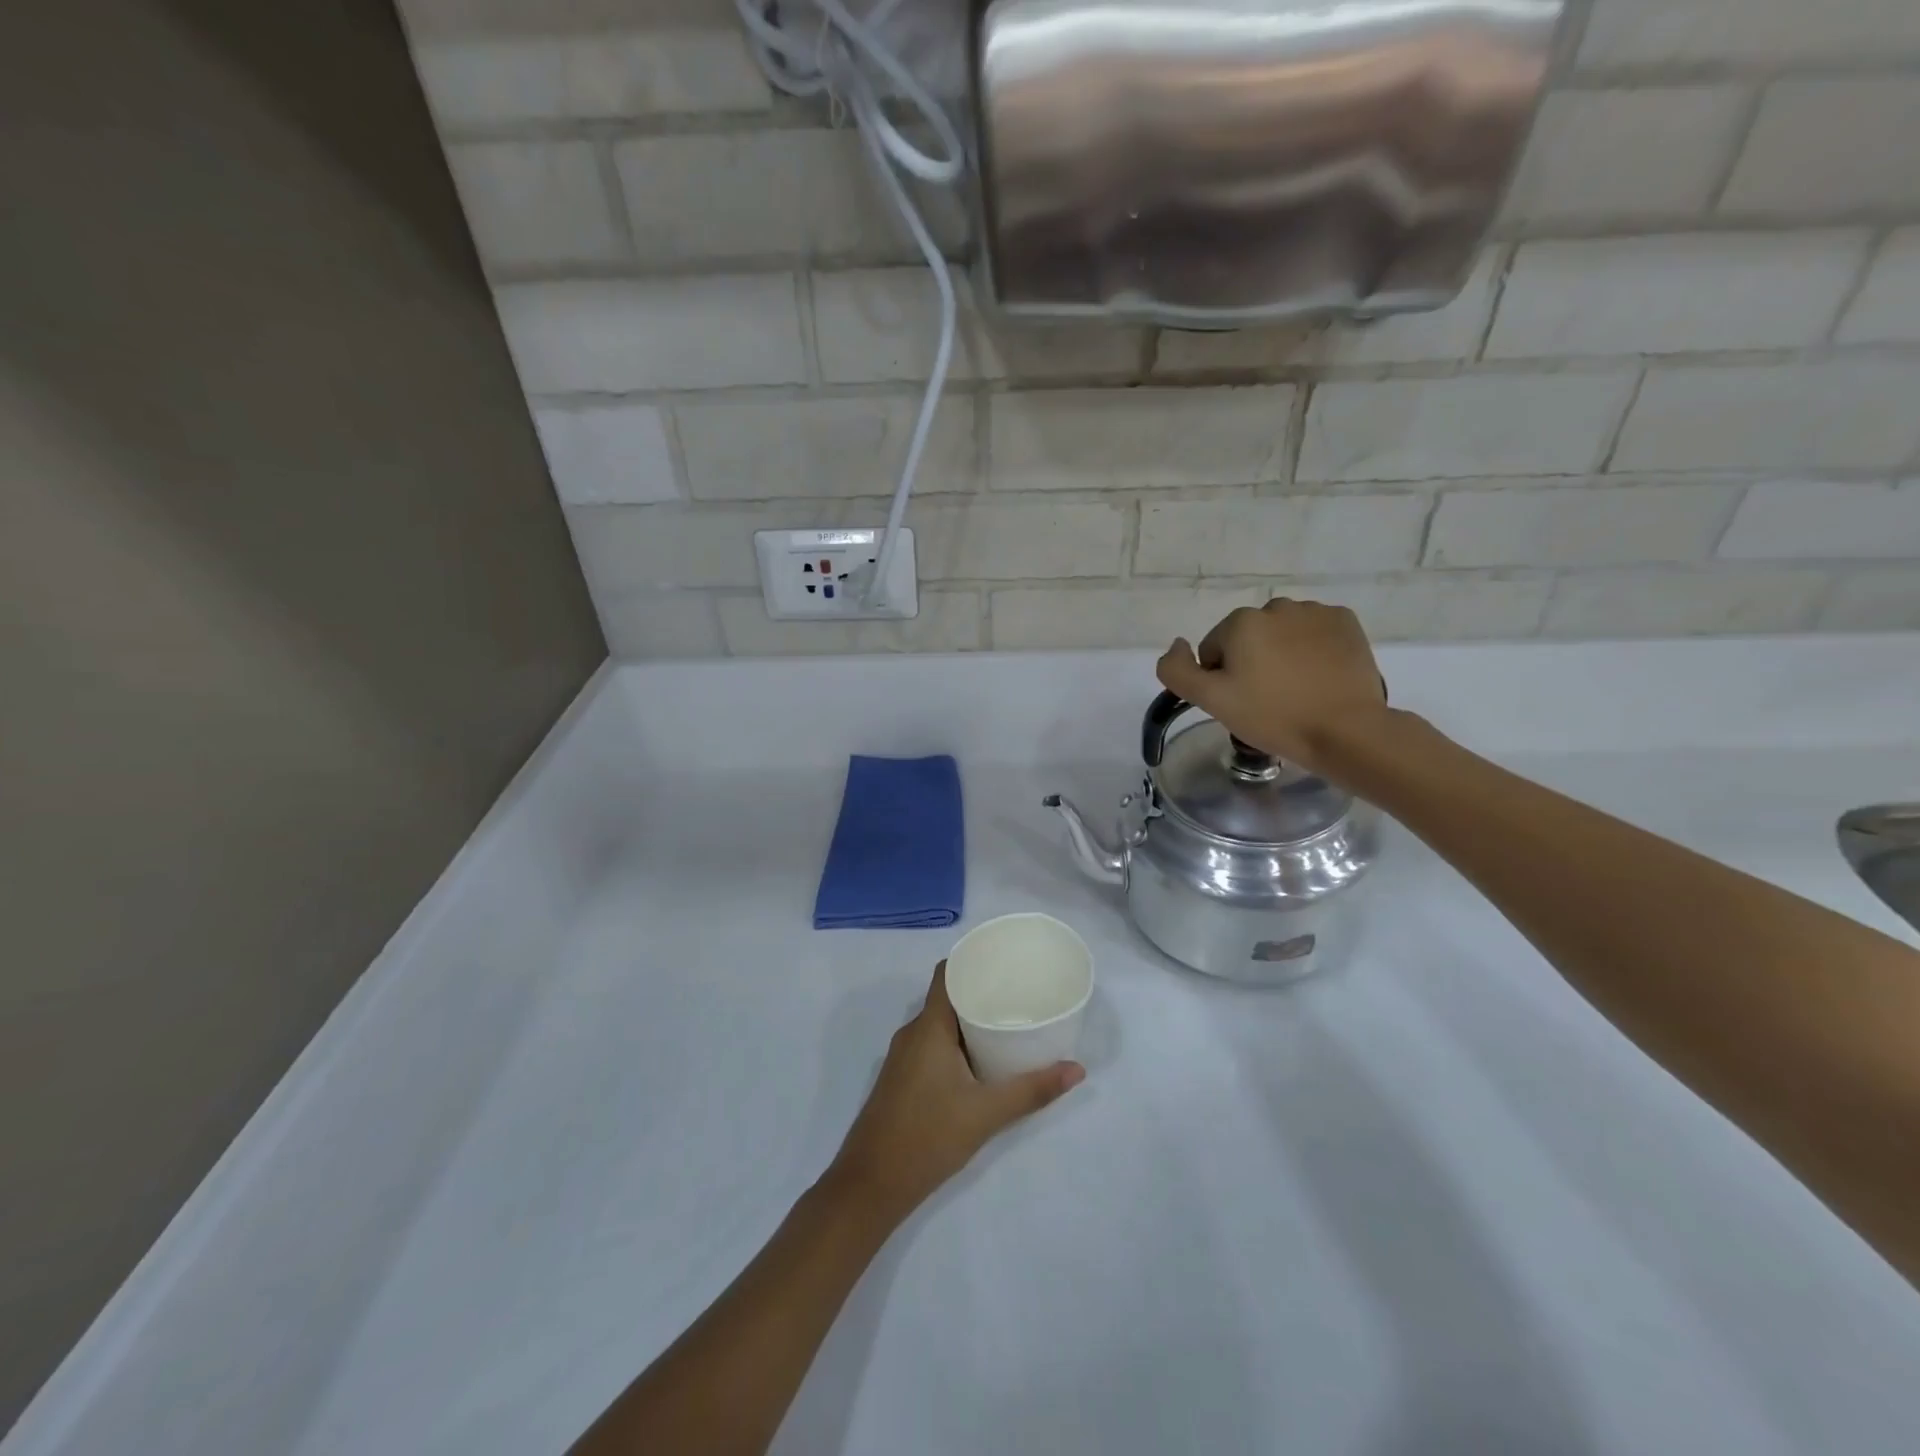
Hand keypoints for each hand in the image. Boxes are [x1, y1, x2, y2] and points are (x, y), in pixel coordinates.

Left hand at [824, 963, 1083, 1227]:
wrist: (870, 1186)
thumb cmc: (927, 1137)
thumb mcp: (986, 1114)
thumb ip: (1031, 1090)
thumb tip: (1076, 1070)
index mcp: (928, 1027)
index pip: (947, 973)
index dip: (973, 960)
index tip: (1005, 960)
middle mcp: (913, 1033)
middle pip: (947, 996)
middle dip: (981, 991)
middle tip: (1020, 992)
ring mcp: (904, 1057)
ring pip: (940, 1024)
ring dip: (970, 1020)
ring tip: (1008, 1022)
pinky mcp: (903, 1079)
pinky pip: (933, 1044)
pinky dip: (957, 1042)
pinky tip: (982, 1059)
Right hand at [1156, 598, 1389, 775]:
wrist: (1345, 731)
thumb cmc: (1273, 716)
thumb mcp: (1211, 700)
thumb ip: (1177, 670)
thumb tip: (1176, 644)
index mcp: (1241, 622)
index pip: (1214, 650)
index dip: (1222, 679)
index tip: (1241, 703)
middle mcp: (1277, 606)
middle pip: (1248, 638)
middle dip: (1251, 663)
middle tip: (1267, 700)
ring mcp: (1316, 612)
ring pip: (1282, 633)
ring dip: (1282, 654)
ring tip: (1296, 690)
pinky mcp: (1346, 623)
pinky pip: (1315, 633)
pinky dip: (1313, 650)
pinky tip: (1319, 677)